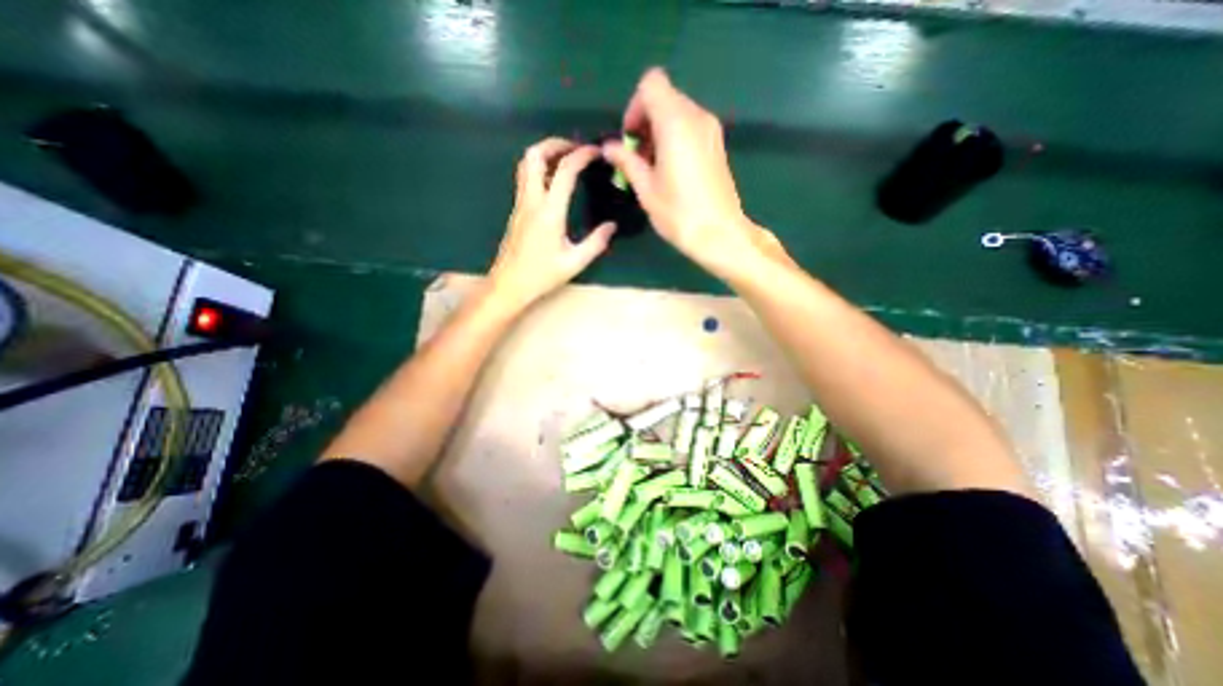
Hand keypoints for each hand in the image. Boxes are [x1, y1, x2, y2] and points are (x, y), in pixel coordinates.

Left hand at [490, 138, 616, 308]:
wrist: (508, 284)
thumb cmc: (541, 275)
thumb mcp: (574, 263)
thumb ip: (595, 243)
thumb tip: (611, 227)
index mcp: (549, 212)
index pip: (565, 171)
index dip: (581, 155)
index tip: (596, 152)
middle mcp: (531, 201)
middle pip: (535, 155)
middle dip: (556, 144)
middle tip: (576, 149)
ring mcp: (520, 204)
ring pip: (526, 164)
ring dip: (544, 154)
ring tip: (565, 160)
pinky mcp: (516, 211)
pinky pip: (525, 178)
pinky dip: (539, 168)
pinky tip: (553, 181)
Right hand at [603, 68, 783, 276]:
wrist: (720, 234)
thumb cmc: (679, 214)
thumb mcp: (646, 189)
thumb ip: (627, 162)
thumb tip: (609, 148)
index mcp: (676, 123)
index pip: (651, 84)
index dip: (635, 107)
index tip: (631, 139)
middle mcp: (697, 117)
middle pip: (665, 98)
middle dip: (645, 122)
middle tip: (638, 158)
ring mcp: (711, 130)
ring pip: (678, 113)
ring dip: (659, 132)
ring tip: (652, 167)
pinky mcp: (717, 145)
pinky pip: (691, 127)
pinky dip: (675, 138)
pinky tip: (671, 169)